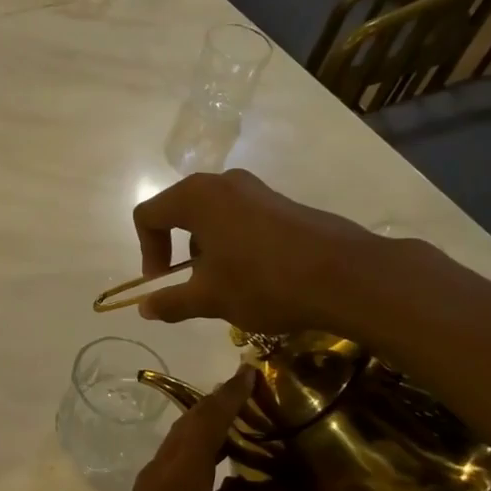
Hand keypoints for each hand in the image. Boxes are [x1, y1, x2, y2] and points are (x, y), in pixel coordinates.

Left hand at [79, 368, 351, 490]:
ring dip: (209, 436)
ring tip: (247, 430)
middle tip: (253, 394)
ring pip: (181, 450)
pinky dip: (202, 467)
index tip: (249, 371)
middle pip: (190, 427)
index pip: (209, 418)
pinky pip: (178, 474)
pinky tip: (230, 483)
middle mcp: (162, 473)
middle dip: (219, 407)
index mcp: (182, 473)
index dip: (230, 393)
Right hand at [132, 169, 391, 337]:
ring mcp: (256, 189)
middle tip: (190, 283)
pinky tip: (255, 276)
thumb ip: (170, 301)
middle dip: (177, 250)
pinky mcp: (282, 202)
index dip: (147, 251)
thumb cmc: (264, 282)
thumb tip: (144, 308)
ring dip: (206, 248)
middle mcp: (223, 183)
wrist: (346, 276)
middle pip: (179, 211)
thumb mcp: (209, 299)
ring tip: (225, 284)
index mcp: (196, 197)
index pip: (148, 215)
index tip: (162, 282)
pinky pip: (241, 218)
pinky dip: (233, 244)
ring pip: (212, 216)